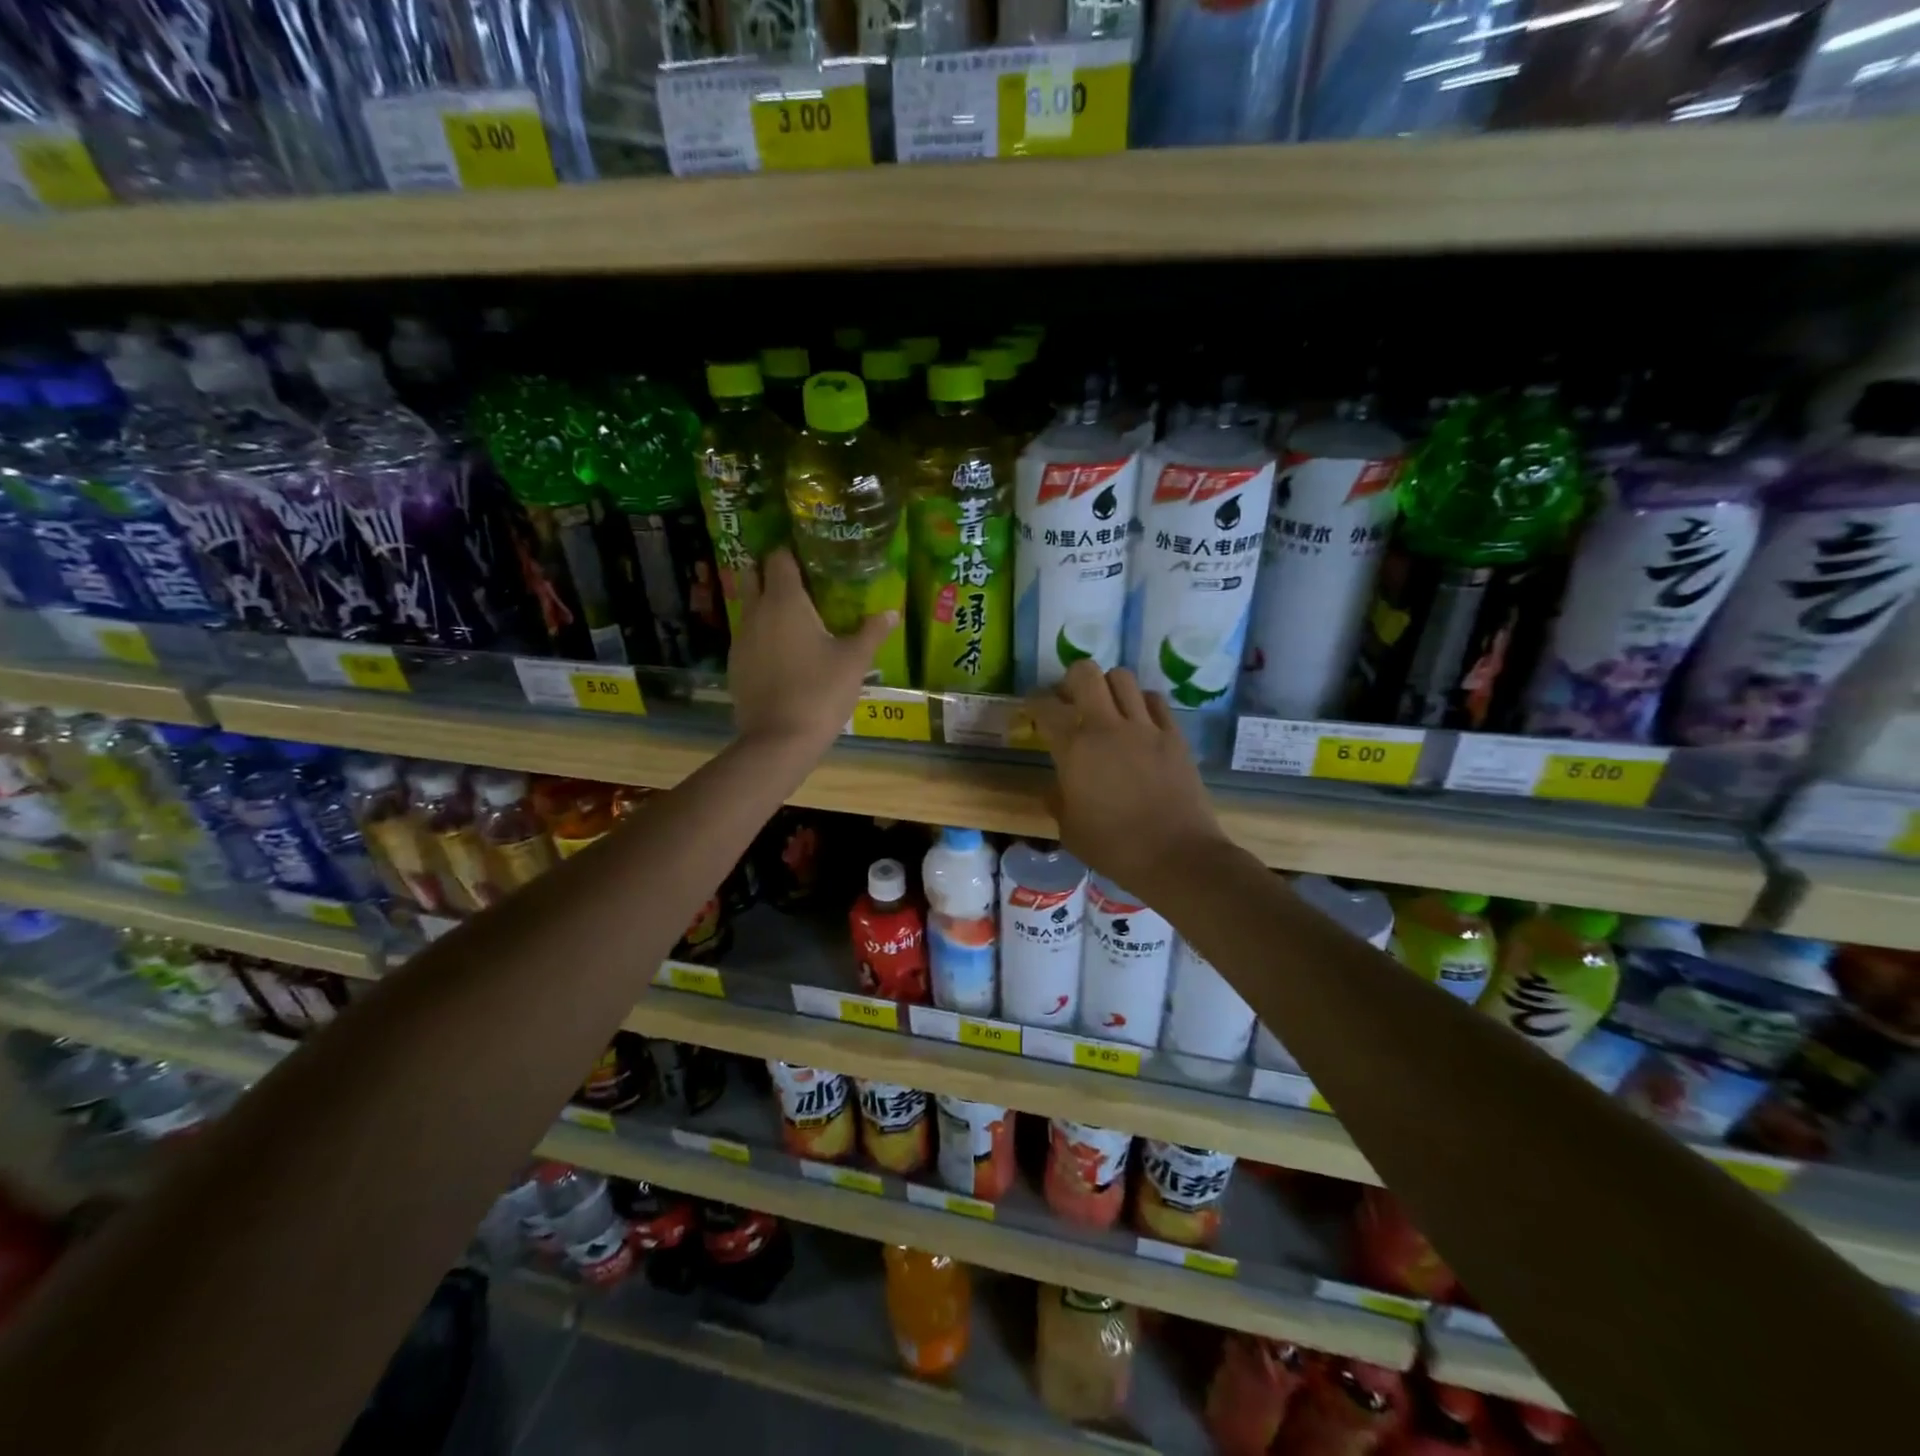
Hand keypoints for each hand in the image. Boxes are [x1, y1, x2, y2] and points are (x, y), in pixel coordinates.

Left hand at [729, 548, 897, 755]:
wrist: (779, 739)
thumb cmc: (820, 691)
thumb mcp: (854, 661)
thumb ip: (872, 632)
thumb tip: (892, 612)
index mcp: (785, 601)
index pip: (778, 557)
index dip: (791, 551)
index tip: (810, 555)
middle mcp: (756, 612)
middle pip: (754, 575)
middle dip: (771, 572)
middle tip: (801, 582)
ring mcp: (741, 639)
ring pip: (749, 607)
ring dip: (767, 605)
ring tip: (796, 618)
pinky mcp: (736, 664)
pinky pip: (749, 636)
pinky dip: (763, 634)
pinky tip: (784, 652)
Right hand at [1026, 661, 1230, 897]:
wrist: (1177, 856)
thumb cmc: (1114, 848)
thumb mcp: (1070, 831)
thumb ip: (1058, 801)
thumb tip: (1056, 787)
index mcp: (1075, 749)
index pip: (1046, 708)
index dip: (1033, 703)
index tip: (1031, 709)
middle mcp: (1108, 727)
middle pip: (1086, 673)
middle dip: (1071, 680)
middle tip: (1069, 700)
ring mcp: (1145, 728)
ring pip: (1122, 678)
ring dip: (1108, 687)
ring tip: (1106, 708)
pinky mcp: (1174, 736)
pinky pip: (1155, 701)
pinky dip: (1142, 704)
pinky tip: (1139, 722)